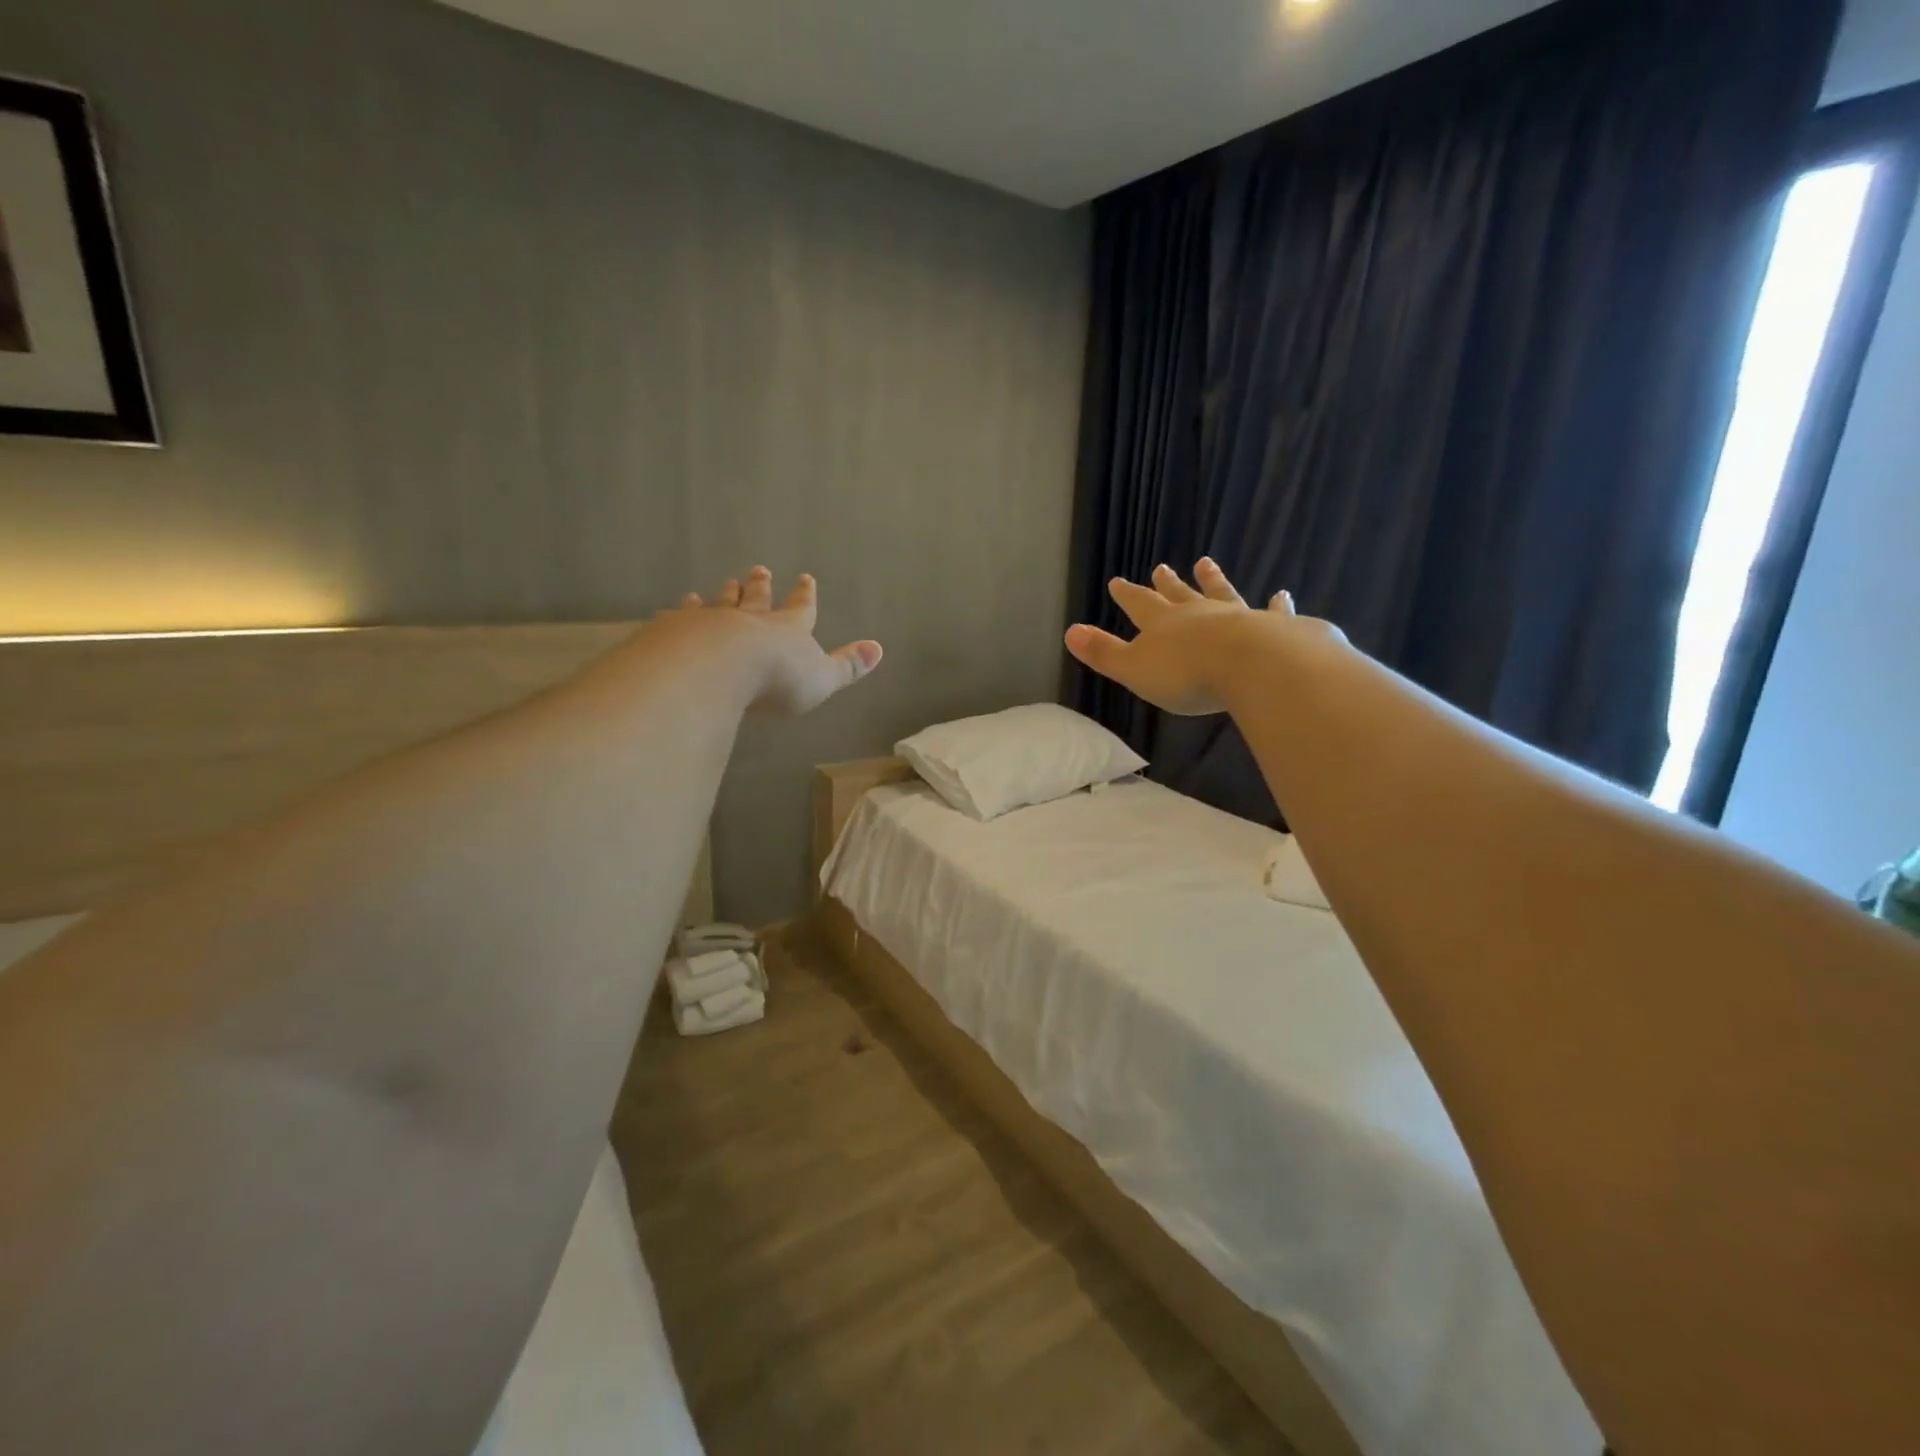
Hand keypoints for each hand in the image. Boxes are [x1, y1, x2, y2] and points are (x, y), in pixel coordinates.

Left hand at [665, 567, 882, 715]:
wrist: (718, 667)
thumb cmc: (777, 678)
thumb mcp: (822, 678)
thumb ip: (848, 665)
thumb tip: (879, 648)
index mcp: (787, 630)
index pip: (800, 609)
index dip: (804, 596)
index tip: (805, 578)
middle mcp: (750, 620)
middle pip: (757, 599)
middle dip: (761, 586)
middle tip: (759, 570)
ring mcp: (712, 623)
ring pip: (720, 604)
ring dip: (725, 595)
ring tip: (723, 584)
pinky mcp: (677, 631)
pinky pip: (681, 617)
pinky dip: (681, 611)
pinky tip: (674, 608)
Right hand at [1065, 559, 1313, 715]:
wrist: (1252, 667)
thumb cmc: (1186, 674)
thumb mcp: (1134, 669)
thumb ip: (1103, 652)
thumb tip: (1069, 632)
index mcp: (1163, 624)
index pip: (1139, 604)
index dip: (1127, 594)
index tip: (1117, 580)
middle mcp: (1198, 614)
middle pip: (1179, 595)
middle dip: (1167, 583)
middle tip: (1161, 567)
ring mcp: (1237, 617)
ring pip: (1221, 594)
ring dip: (1213, 580)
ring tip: (1206, 563)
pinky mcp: (1274, 628)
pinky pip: (1273, 612)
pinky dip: (1276, 605)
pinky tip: (1282, 595)